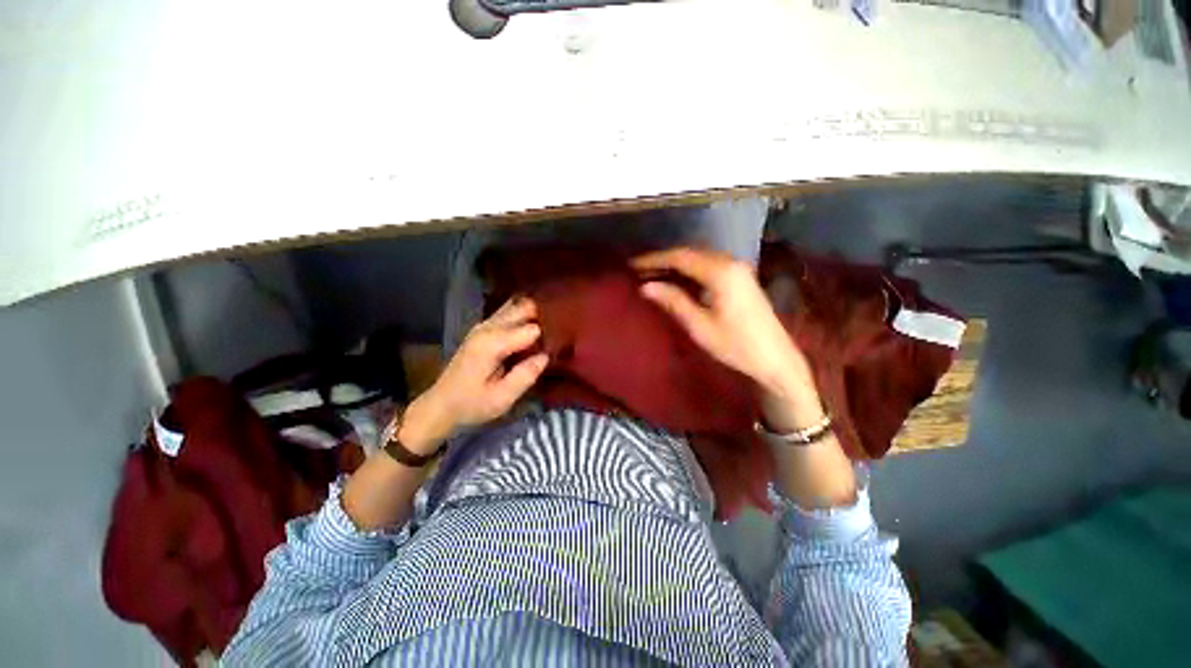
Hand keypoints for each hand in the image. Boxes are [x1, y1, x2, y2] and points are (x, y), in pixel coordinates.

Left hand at [400, 297, 548, 453]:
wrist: (441, 405)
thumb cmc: (471, 404)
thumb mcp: (501, 398)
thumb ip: (525, 376)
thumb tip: (546, 356)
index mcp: (492, 343)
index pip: (531, 328)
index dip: (549, 335)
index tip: (562, 343)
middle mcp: (487, 328)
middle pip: (523, 308)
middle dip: (544, 315)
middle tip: (562, 330)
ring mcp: (483, 326)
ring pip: (515, 306)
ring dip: (534, 312)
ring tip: (552, 325)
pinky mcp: (483, 329)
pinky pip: (508, 313)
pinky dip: (524, 315)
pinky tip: (536, 325)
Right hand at [632, 247, 822, 430]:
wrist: (776, 359)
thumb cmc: (736, 346)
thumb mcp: (700, 326)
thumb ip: (673, 301)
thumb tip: (645, 286)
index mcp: (720, 272)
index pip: (680, 257)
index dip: (654, 259)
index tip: (632, 265)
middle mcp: (730, 263)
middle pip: (690, 253)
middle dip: (663, 259)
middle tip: (639, 269)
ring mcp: (738, 269)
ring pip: (699, 257)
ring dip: (676, 263)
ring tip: (652, 273)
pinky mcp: (741, 277)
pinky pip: (709, 265)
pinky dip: (690, 269)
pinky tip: (677, 279)